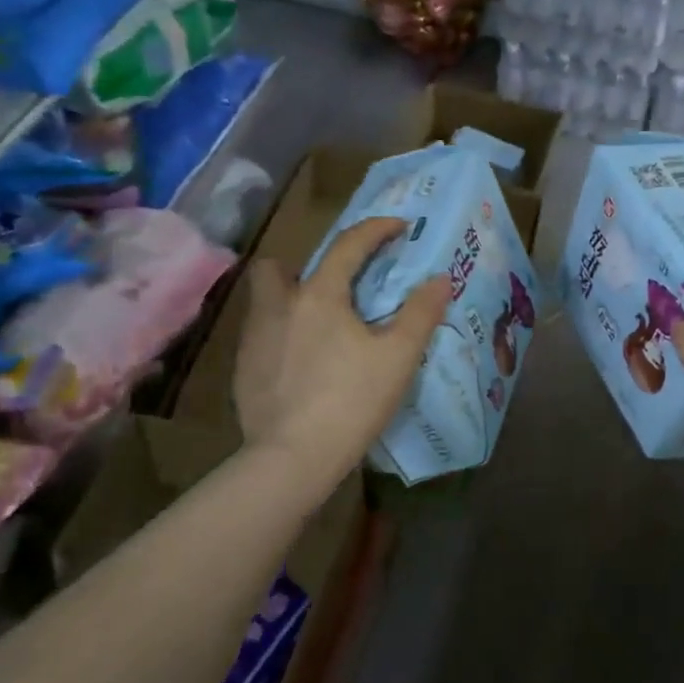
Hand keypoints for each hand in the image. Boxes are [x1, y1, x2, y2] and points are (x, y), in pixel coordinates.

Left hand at [235, 217, 450, 497]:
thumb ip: (420, 313)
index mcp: (319, 296)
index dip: (376, 230)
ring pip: (264, 303)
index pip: (348, 246)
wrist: (293, 456)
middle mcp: (278, 307)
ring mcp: (254, 339)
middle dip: (302, 266)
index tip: (397, 226)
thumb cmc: (352, 400)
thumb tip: (440, 278)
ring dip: (288, 302)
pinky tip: (301, 368)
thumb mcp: (399, 357)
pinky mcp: (242, 371)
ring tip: (317, 330)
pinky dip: (281, 339)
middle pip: (277, 267)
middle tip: (331, 290)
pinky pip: (261, 338)